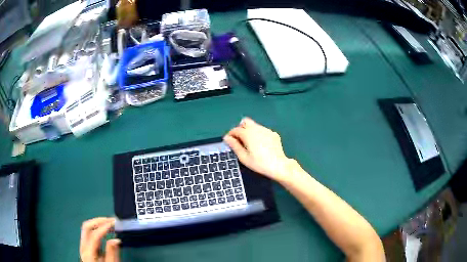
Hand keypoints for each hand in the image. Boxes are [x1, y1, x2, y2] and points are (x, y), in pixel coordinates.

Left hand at [80, 217, 119, 261]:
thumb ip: (112, 252)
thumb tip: (116, 239)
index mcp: (89, 253)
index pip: (94, 235)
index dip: (104, 227)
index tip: (114, 223)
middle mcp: (83, 246)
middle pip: (86, 227)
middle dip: (99, 221)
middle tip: (111, 220)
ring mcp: (82, 245)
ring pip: (86, 228)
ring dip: (97, 223)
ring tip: (109, 223)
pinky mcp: (85, 245)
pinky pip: (88, 232)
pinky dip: (96, 228)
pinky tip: (104, 230)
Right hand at [223, 117, 294, 182]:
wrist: (278, 165)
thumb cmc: (259, 163)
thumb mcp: (243, 157)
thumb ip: (234, 146)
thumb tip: (226, 138)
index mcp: (248, 134)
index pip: (235, 129)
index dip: (230, 134)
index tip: (229, 141)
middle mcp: (257, 128)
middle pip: (245, 122)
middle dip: (240, 128)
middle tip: (240, 140)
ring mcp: (266, 130)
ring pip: (254, 125)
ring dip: (250, 131)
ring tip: (251, 144)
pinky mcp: (273, 134)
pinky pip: (263, 130)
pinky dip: (259, 134)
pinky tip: (261, 146)